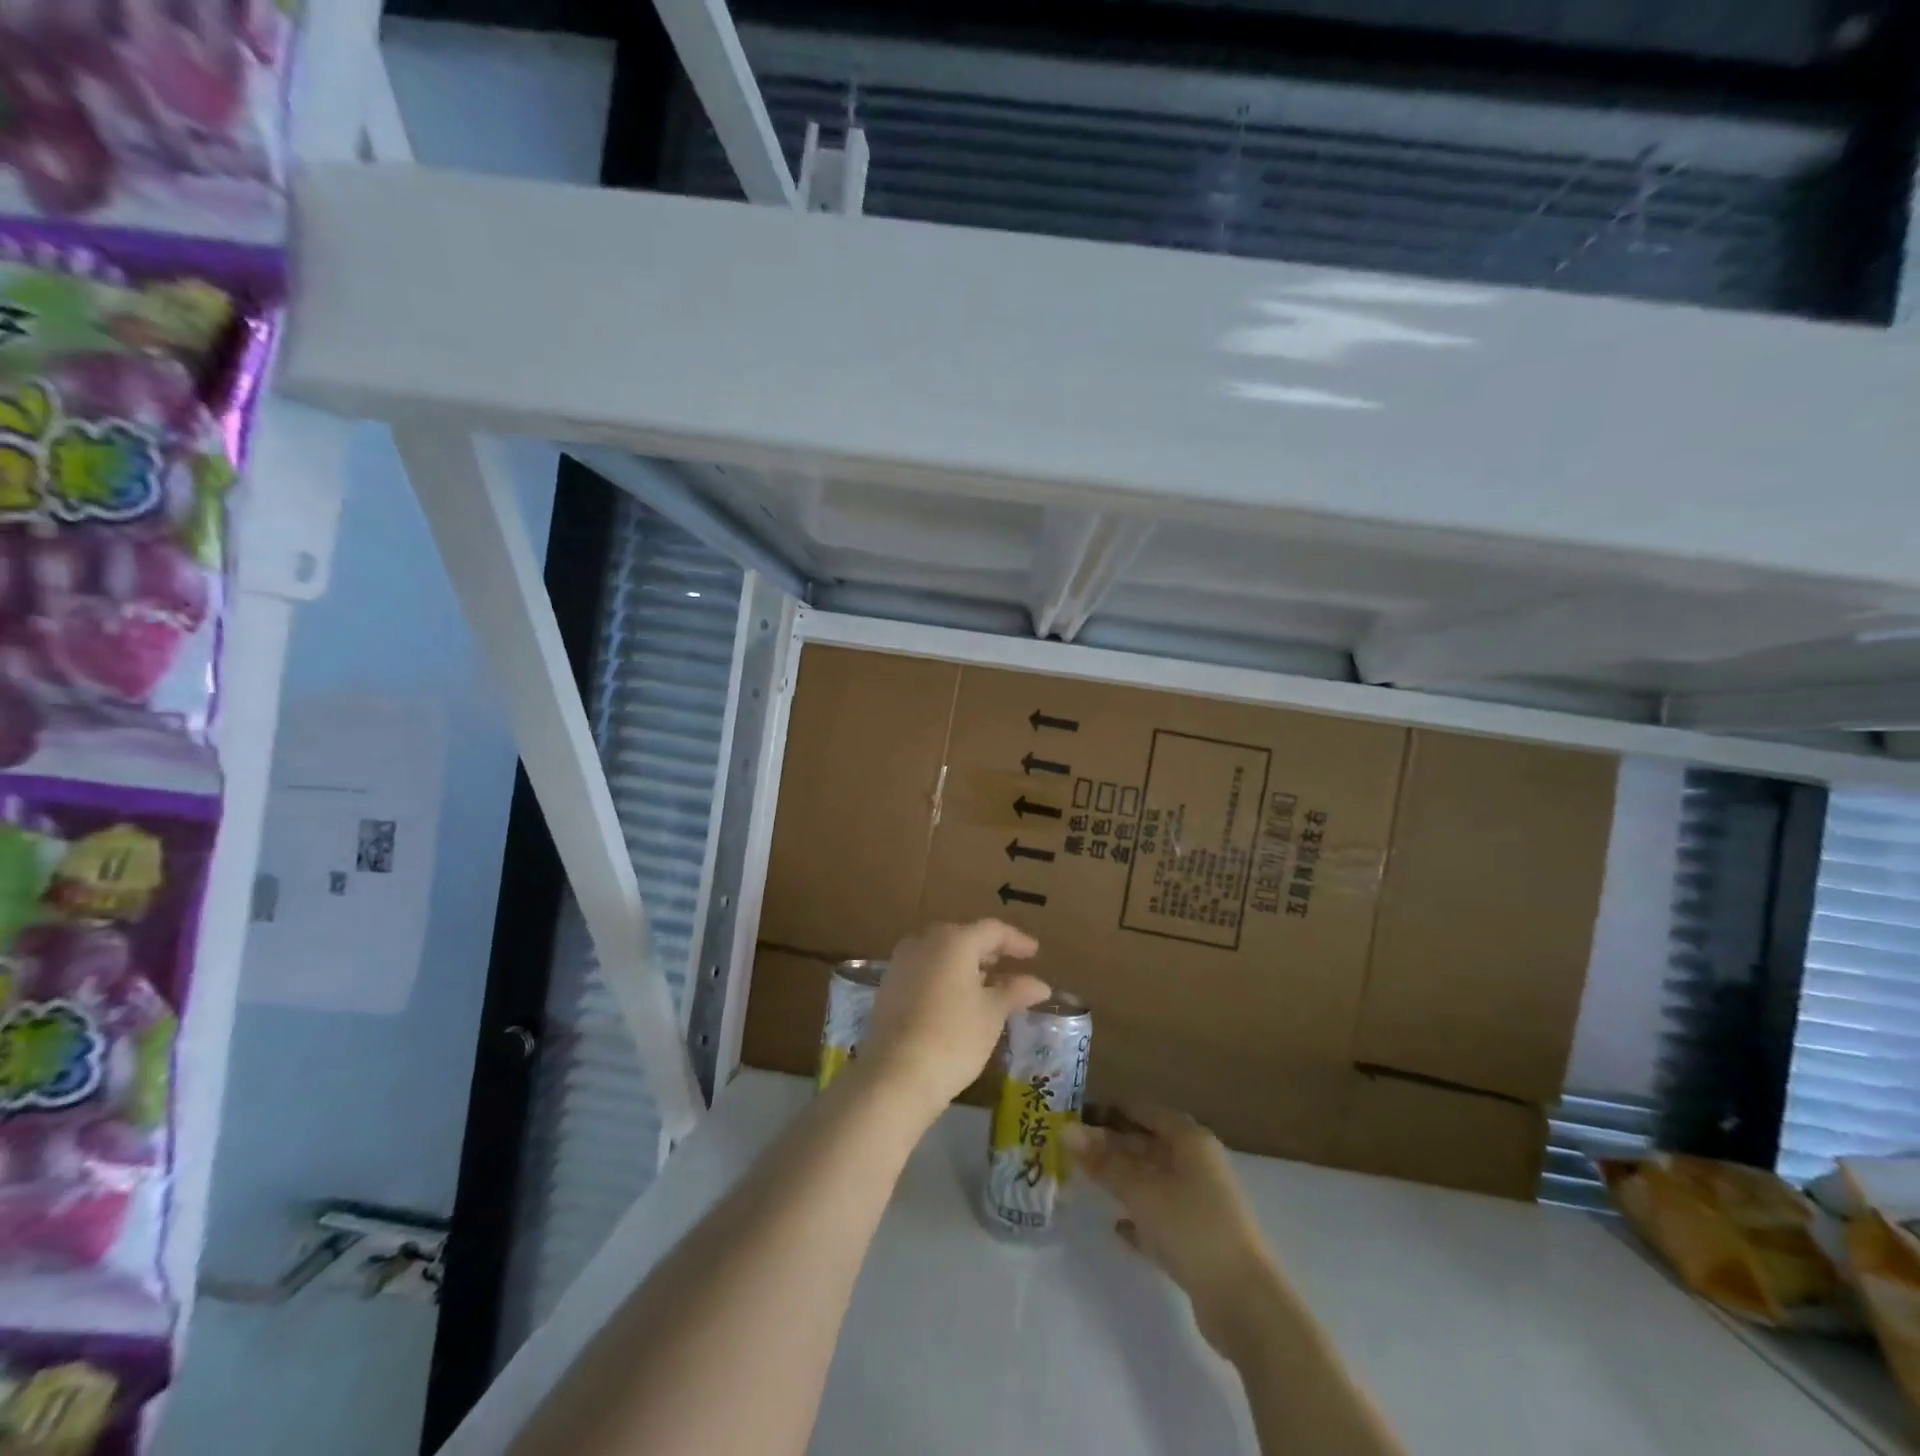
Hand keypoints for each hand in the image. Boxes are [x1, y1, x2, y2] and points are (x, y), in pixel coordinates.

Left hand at [859, 920, 1047, 1120]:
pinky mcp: (888, 985)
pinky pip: (923, 969)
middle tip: (1009, 966)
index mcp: (954, 941)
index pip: (992, 930)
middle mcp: (924, 941)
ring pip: (940, 953)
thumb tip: (1040, 985)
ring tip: (985, 984)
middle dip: (988, 951)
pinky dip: (943, 976)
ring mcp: (901, 962)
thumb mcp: (992, 1014)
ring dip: (964, 964)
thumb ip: (1015, 992)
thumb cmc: (954, 1038)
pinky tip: (955, 999)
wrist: (896, 1074)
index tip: (1034, 953)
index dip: (1016, 940)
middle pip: (963, 937)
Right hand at [1065, 1107, 1287, 1357]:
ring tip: (1085, 1181)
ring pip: (1153, 1181)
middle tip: (1072, 1150)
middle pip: (1148, 1145)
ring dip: (1123, 1181)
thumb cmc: (1191, 1227)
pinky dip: (1140, 1217)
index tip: (1076, 1114)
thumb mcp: (1141, 1190)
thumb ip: (1103, 1162)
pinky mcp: (1200, 1240)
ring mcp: (1201, 1203)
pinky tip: (1115, 1226)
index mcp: (1190, 1140)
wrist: (1244, 1302)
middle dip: (1112, 1146)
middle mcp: (1198, 1164)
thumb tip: (1065, 1130)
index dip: (1111, 1110)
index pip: (1144, 1111)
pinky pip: (1161, 1217)